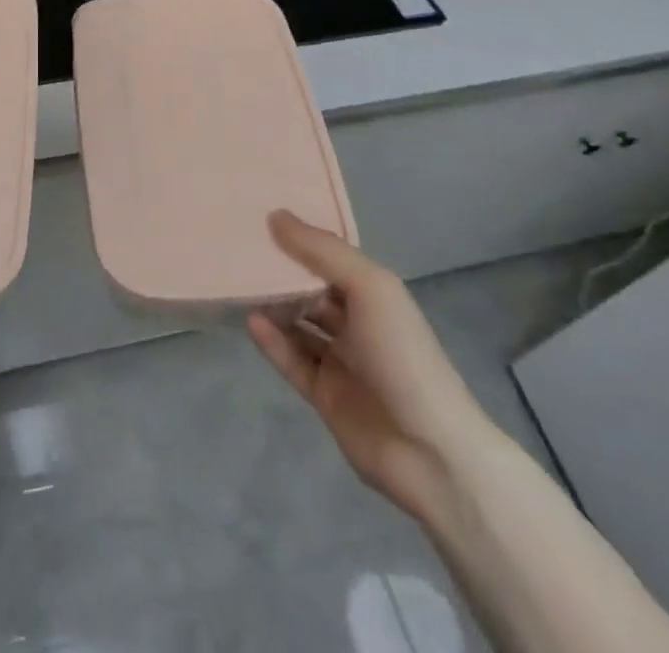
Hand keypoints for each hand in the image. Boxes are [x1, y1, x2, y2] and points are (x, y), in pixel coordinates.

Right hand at [247, 210, 498, 523]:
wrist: (431, 453)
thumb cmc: (402, 355)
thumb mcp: (369, 287)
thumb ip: (321, 250)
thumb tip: (275, 215)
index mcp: (374, 294)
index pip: (330, 259)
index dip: (299, 239)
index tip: (259, 218)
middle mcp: (357, 323)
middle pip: (311, 291)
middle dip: (280, 274)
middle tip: (238, 251)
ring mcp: (341, 362)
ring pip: (298, 325)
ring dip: (272, 307)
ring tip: (237, 286)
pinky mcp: (325, 396)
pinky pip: (292, 361)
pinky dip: (272, 342)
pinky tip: (251, 323)